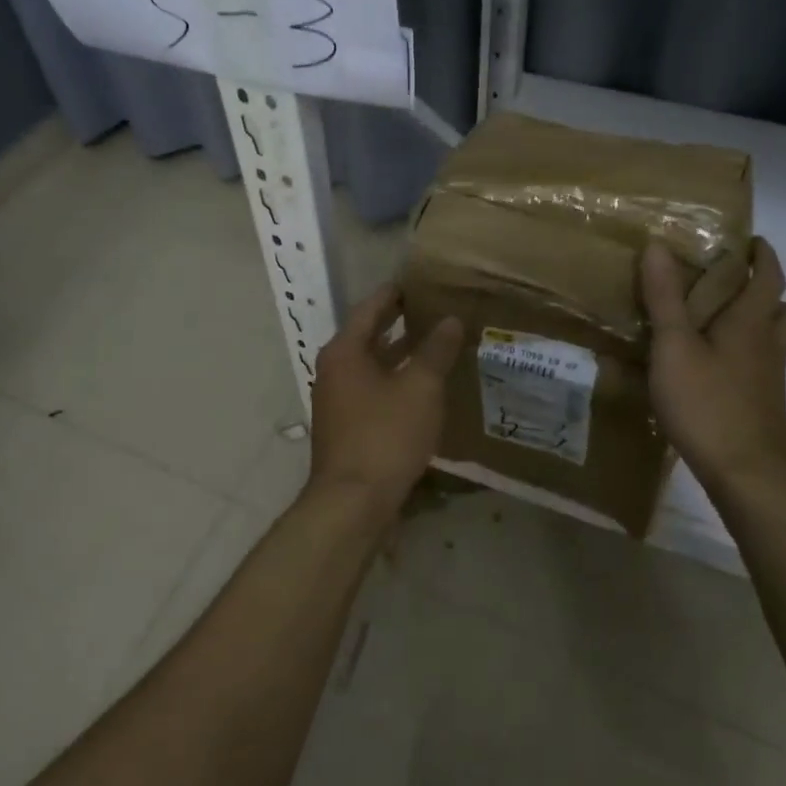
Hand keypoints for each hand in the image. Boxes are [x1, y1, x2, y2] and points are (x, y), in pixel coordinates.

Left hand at [306, 283, 463, 520]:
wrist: (353, 503)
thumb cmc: (385, 435)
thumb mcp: (420, 388)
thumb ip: (435, 351)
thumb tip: (450, 320)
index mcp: (344, 352)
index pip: (370, 308)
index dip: (395, 294)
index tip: (419, 282)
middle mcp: (334, 370)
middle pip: (369, 336)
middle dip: (399, 323)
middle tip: (433, 309)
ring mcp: (337, 401)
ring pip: (372, 366)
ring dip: (400, 354)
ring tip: (435, 344)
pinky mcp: (347, 427)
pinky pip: (373, 391)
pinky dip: (396, 381)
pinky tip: (423, 388)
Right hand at [640, 238, 785, 510]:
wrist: (745, 474)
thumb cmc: (707, 403)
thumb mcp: (674, 346)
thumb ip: (664, 298)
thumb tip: (658, 246)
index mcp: (751, 323)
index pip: (769, 277)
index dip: (763, 255)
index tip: (750, 241)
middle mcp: (768, 346)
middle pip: (785, 310)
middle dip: (767, 292)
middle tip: (733, 285)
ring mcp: (768, 379)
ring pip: (776, 341)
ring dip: (760, 324)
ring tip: (720, 323)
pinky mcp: (761, 405)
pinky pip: (760, 366)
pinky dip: (744, 355)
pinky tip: (711, 366)